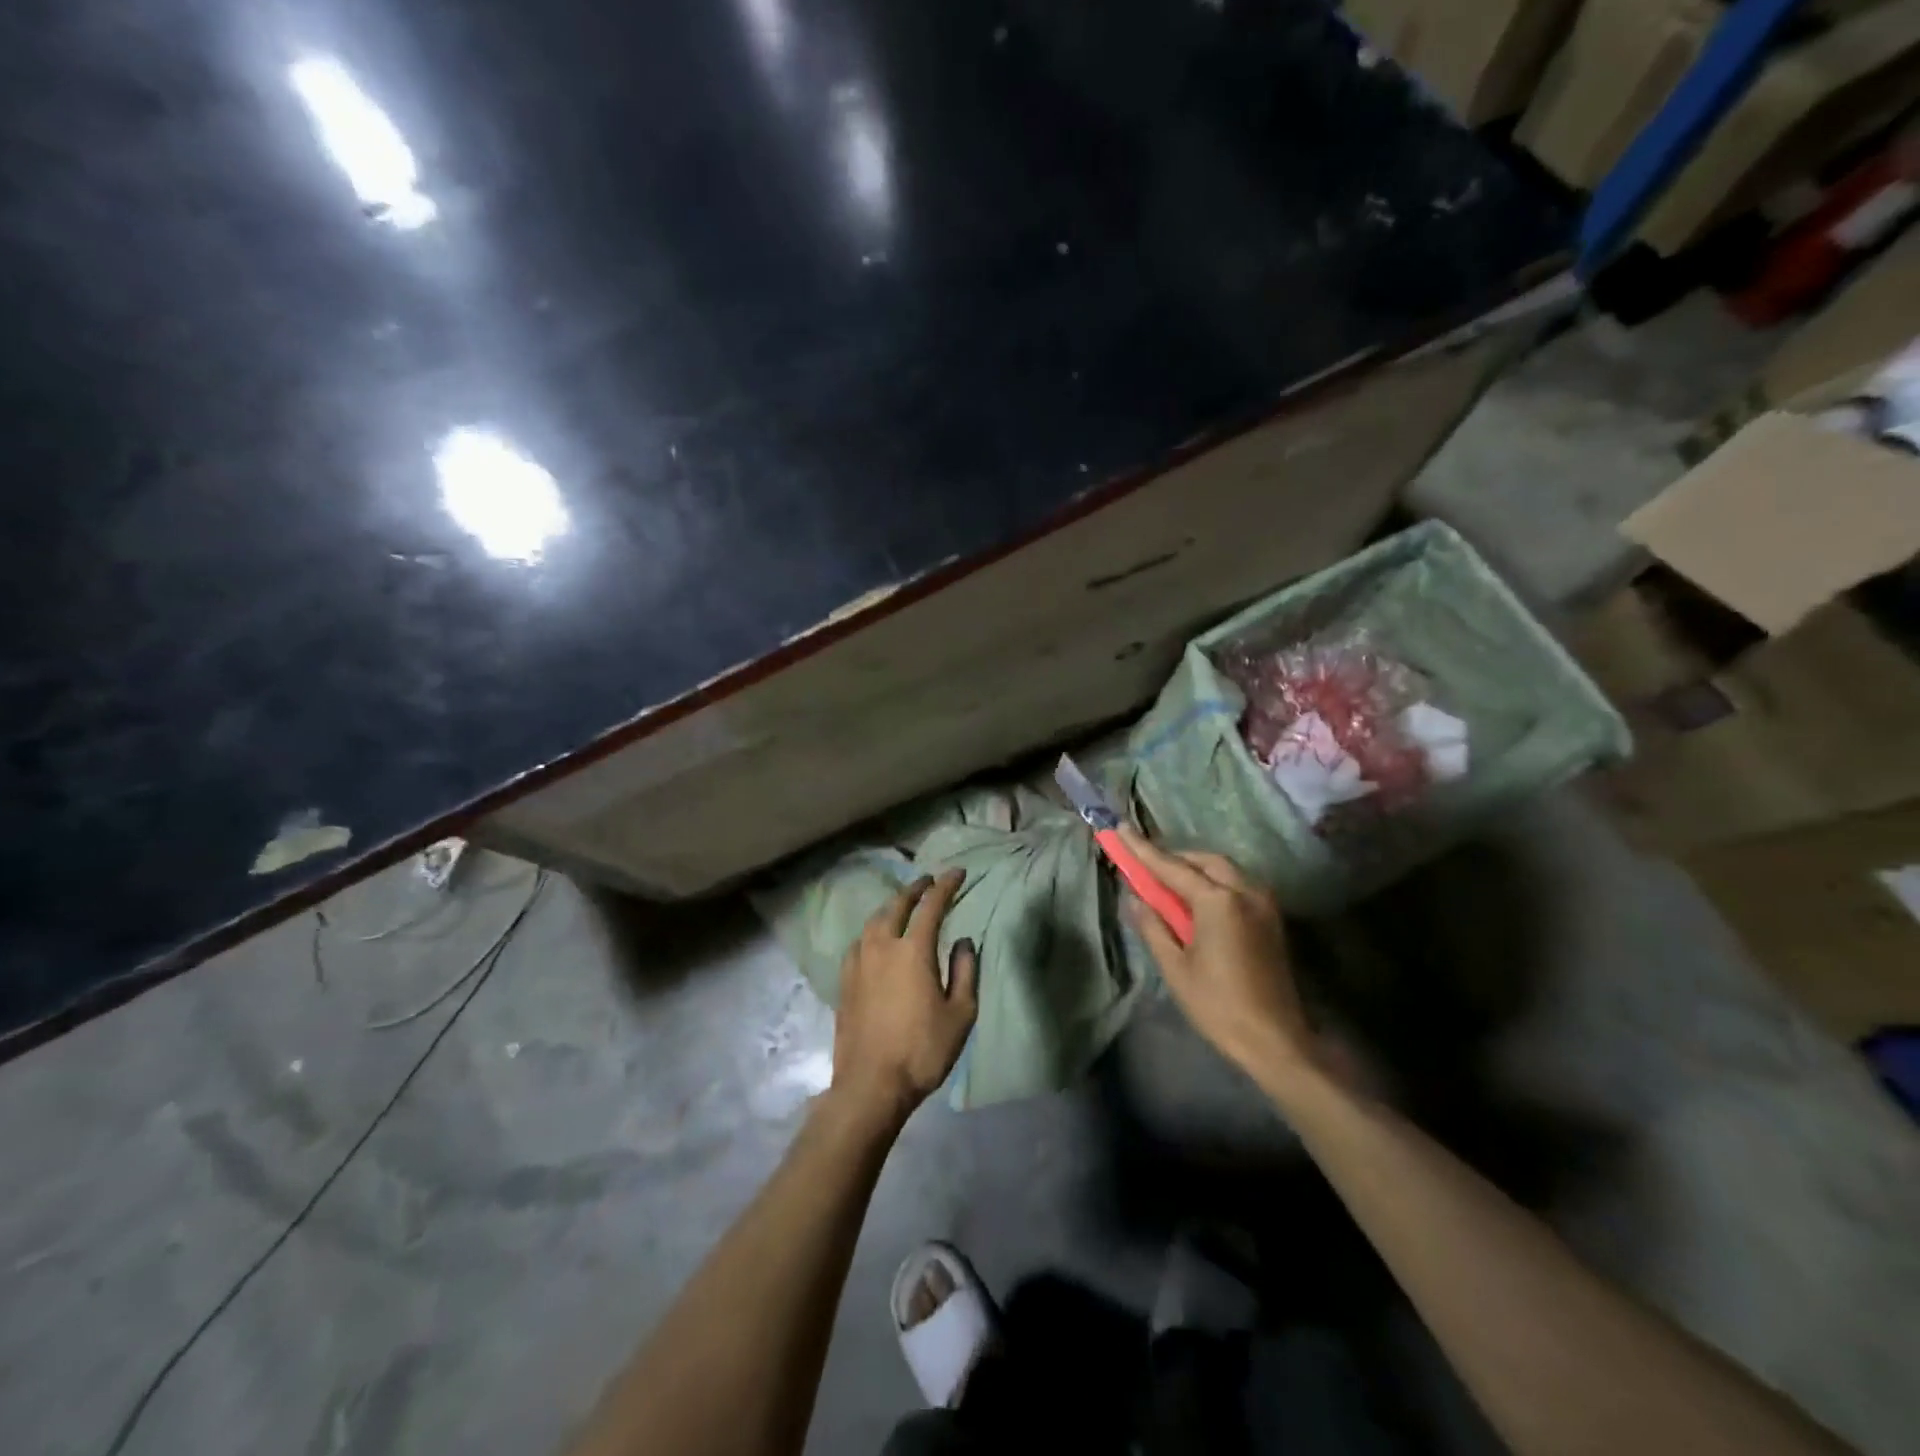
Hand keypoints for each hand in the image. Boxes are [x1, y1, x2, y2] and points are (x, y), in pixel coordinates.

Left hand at [830, 869, 978, 1124]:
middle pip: (897, 905)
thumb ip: (964, 972)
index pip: (931, 905)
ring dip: (891, 907)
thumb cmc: (923, 1050)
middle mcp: (882, 946)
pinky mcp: (844, 980)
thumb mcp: (960, 1015)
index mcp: (913, 950)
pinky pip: (860, 941)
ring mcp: (858, 962)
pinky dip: (874, 930)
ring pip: (874, 921)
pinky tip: (877, 939)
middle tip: (928, 881)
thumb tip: (963, 943)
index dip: (946, 886)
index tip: (957, 873)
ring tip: (903, 905)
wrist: (870, 1085)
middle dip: (915, 889)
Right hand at [1118, 828, 1316, 1089]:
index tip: (1121, 829)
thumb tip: (1135, 899)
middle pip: (1204, 861)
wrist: (1275, 1041)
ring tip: (1168, 882)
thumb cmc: (1218, 1005)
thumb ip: (1153, 926)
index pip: (1172, 867)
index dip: (1143, 849)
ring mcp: (1263, 904)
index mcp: (1218, 901)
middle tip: (1146, 863)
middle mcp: (1245, 892)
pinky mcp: (1271, 919)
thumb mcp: (1175, 967)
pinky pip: (1238, 885)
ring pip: (1224, 870)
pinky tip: (1197, 900)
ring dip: (1195, 868)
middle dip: (1174, 857)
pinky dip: (1214, 882)